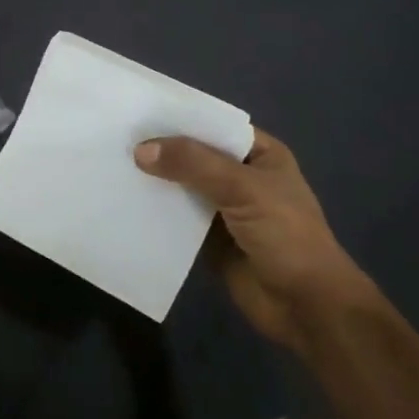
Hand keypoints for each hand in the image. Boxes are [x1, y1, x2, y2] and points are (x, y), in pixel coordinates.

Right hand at [134, 128, 367, 349]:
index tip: (137, 111)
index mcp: (259, 154)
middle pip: (193, 156)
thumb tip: (140, 150)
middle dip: (160, 150)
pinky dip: (155, 212)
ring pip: (182, 187)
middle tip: (114, 137)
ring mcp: (224, 209)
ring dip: (154, 181)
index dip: (179, 118)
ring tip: (111, 165)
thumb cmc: (286, 236)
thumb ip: (194, 164)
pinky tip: (124, 203)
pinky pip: (176, 219)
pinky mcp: (209, 240)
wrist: (308, 307)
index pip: (213, 125)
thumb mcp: (243, 189)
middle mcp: (240, 177)